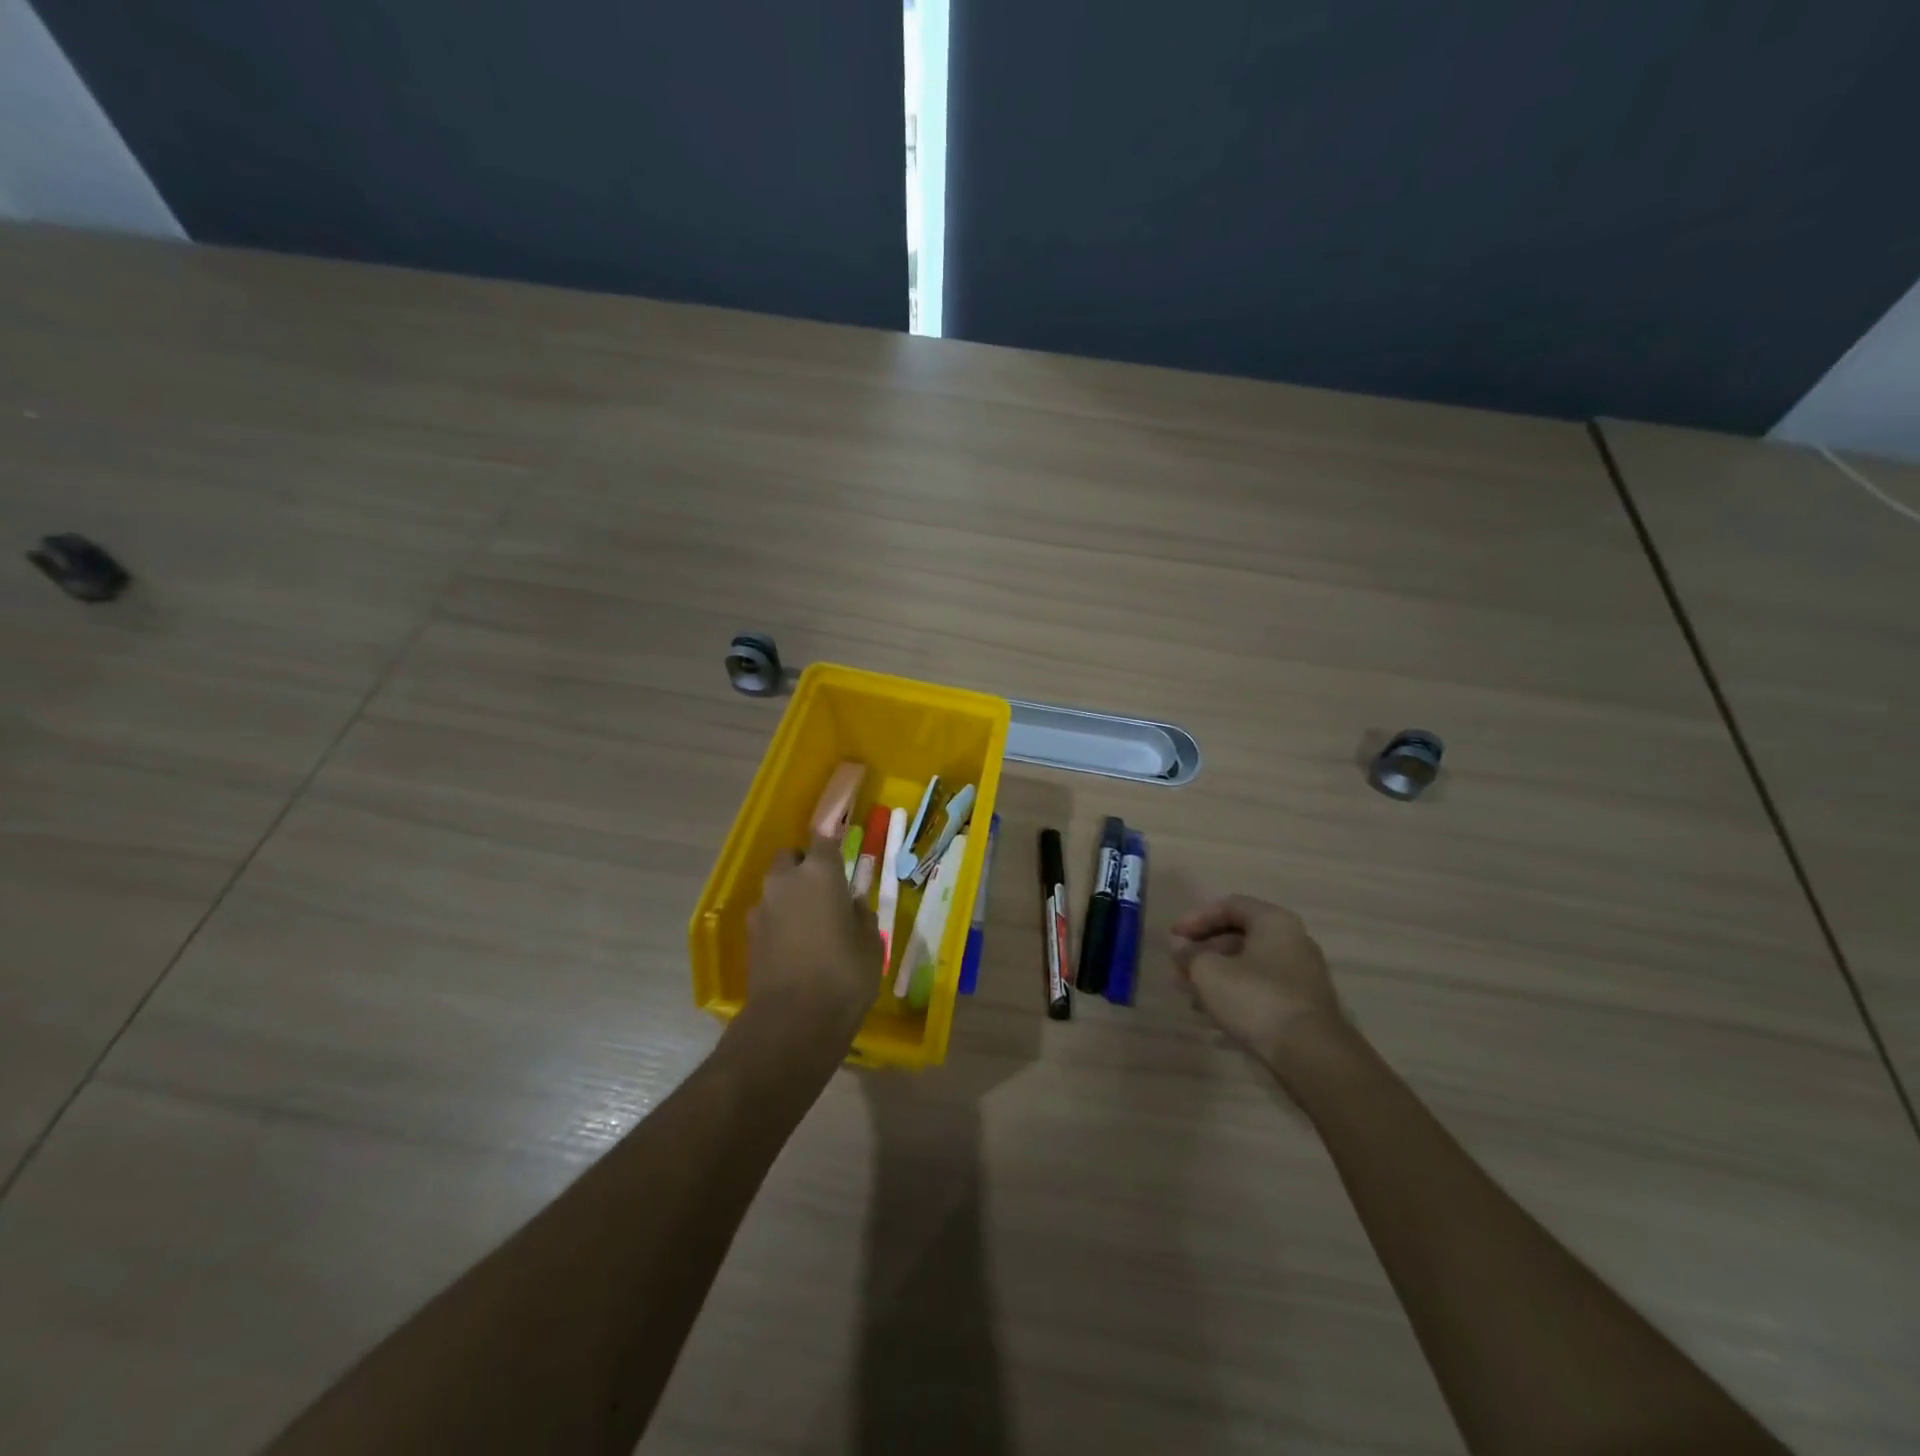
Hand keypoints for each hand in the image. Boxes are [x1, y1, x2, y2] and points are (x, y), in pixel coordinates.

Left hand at [741, 835, 880, 1066]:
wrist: (792, 1023)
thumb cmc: (844, 975)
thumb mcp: (871, 944)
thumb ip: (861, 915)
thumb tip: (851, 905)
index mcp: (821, 873)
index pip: (824, 837)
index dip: (832, 840)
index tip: (841, 846)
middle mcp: (786, 880)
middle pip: (792, 858)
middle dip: (805, 866)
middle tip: (827, 890)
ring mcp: (763, 908)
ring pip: (777, 886)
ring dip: (791, 894)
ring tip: (812, 922)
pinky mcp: (750, 936)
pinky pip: (769, 914)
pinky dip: (780, 920)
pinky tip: (796, 945)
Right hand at [1170, 895, 1350, 1079]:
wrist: (1311, 1056)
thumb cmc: (1256, 999)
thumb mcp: (1208, 972)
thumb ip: (1188, 954)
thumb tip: (1178, 945)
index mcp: (1274, 922)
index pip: (1229, 906)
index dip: (1196, 918)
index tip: (1173, 938)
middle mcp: (1292, 941)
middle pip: (1238, 936)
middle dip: (1203, 950)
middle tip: (1178, 967)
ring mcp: (1301, 975)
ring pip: (1248, 965)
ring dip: (1215, 975)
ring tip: (1188, 993)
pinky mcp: (1301, 1005)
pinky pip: (1260, 988)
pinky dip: (1234, 993)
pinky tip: (1211, 1013)